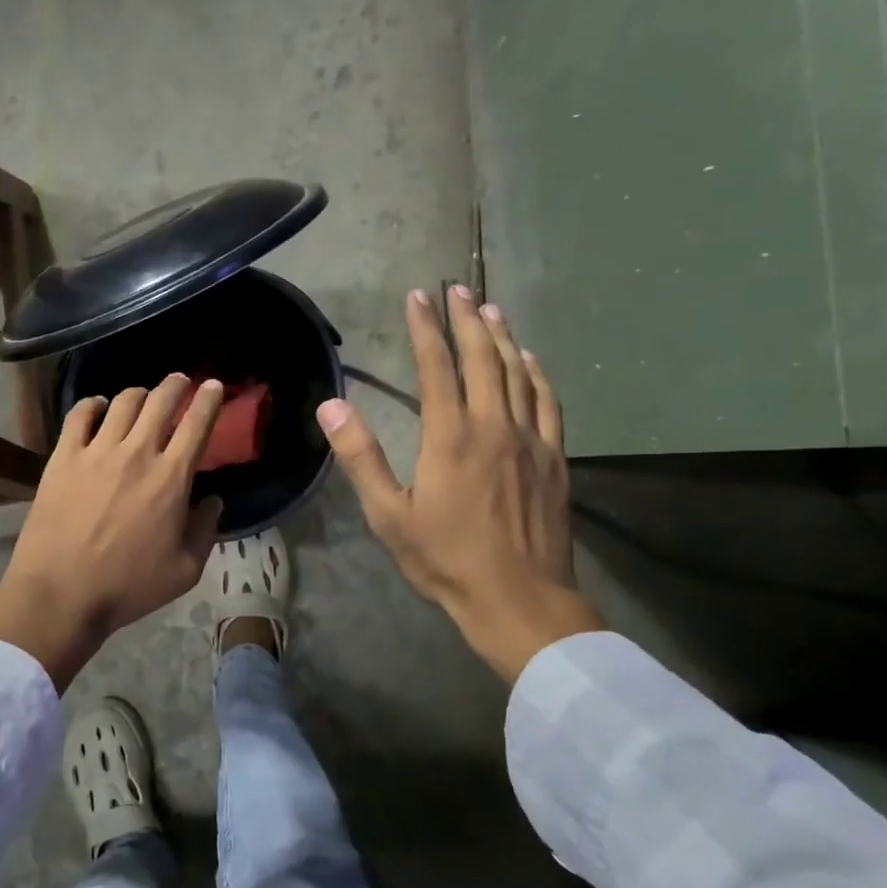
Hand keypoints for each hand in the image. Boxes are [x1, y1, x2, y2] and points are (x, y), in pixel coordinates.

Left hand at [0, 374, 225, 689]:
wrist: (62, 593)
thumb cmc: (128, 587)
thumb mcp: (185, 571)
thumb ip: (206, 530)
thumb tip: (212, 501)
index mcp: (171, 478)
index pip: (197, 425)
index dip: (208, 400)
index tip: (213, 386)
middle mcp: (136, 453)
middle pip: (160, 401)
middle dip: (175, 385)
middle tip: (180, 381)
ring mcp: (96, 452)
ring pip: (122, 402)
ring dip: (138, 393)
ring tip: (142, 396)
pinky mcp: (63, 458)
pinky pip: (79, 416)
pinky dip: (92, 404)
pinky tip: (98, 406)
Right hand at [317, 286, 602, 682]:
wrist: (519, 599)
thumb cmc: (446, 560)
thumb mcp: (389, 514)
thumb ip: (361, 457)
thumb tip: (331, 407)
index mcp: (450, 437)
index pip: (436, 367)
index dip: (425, 329)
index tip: (417, 297)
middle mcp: (493, 426)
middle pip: (482, 359)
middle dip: (466, 319)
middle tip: (456, 288)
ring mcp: (531, 441)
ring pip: (518, 374)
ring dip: (503, 338)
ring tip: (491, 309)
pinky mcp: (555, 459)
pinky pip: (549, 403)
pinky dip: (538, 375)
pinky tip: (531, 361)